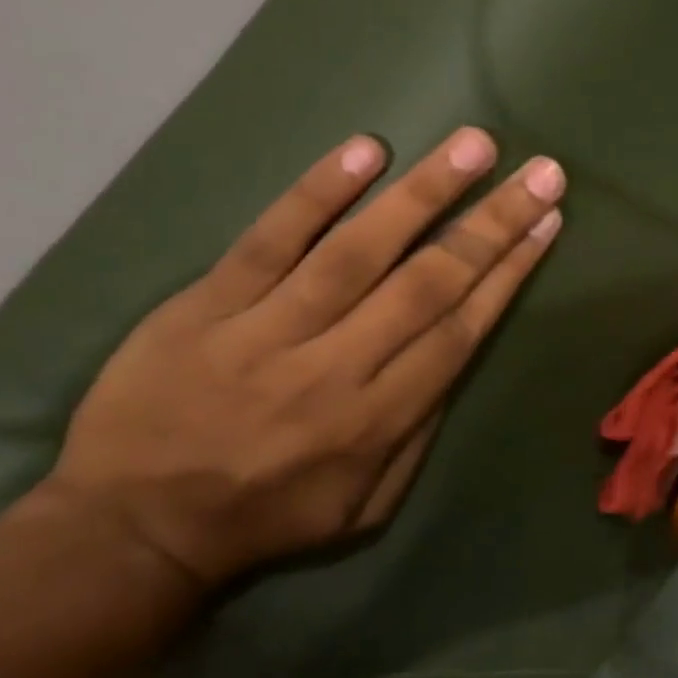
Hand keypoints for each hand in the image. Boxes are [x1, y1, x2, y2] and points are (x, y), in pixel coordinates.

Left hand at [40, 129, 563, 588]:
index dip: (510, 272)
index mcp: (379, 419)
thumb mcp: (368, 506)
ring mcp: (267, 330)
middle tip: (542, 171)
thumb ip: (419, 431)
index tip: (547, 222)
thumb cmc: (268, 517)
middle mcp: (335, 367)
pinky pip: (269, 239)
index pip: (460, 329)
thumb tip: (454, 351)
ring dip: (425, 192)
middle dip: (493, 223)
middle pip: (429, 282)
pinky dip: (318, 192)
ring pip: (359, 249)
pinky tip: (367, 151)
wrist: (130, 532)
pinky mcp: (206, 305)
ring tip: (475, 145)